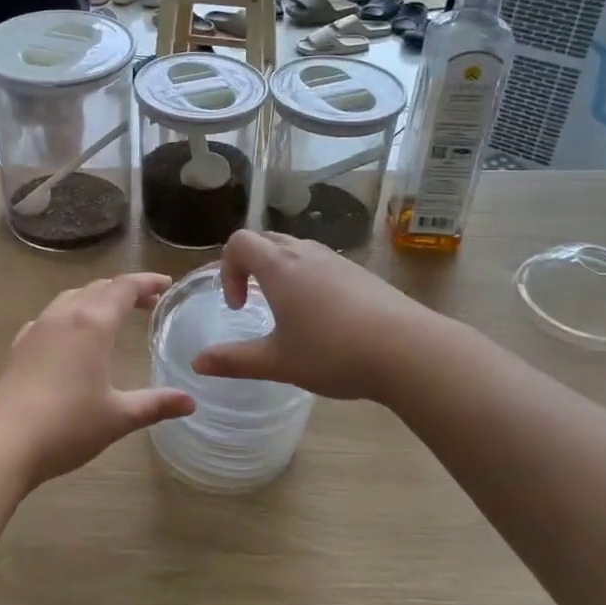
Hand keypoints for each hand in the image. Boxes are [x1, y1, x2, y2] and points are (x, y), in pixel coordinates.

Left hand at [0, 274, 195, 486]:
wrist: (4, 441)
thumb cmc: (68, 425)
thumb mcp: (119, 416)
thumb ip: (156, 405)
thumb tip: (190, 402)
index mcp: (93, 324)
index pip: (124, 288)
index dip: (147, 282)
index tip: (166, 285)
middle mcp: (65, 316)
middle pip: (98, 288)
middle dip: (125, 290)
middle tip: (148, 302)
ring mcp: (38, 328)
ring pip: (71, 297)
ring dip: (95, 298)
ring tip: (111, 314)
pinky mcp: (19, 345)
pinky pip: (50, 316)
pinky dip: (69, 315)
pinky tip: (70, 336)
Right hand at [191, 231, 438, 401]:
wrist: (409, 350)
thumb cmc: (332, 352)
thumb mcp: (277, 362)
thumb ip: (234, 361)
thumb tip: (197, 364)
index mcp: (279, 267)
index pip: (239, 243)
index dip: (228, 269)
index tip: (239, 306)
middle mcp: (306, 253)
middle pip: (267, 240)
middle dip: (251, 266)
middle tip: (255, 303)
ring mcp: (338, 261)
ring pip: (298, 250)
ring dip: (282, 271)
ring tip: (289, 311)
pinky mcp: (362, 274)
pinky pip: (323, 264)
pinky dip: (310, 279)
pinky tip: (325, 319)